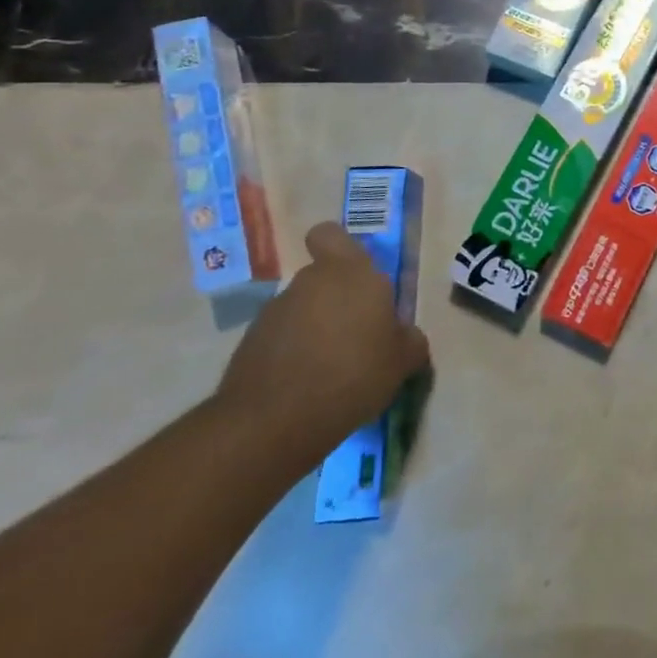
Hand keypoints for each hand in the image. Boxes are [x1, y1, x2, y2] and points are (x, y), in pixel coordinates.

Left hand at [215, 222, 430, 459]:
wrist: (273, 423)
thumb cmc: (353, 374)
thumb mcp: (402, 360)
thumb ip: (408, 339)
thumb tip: (404, 336)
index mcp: (350, 273)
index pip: (331, 234)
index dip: (339, 248)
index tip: (354, 275)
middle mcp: (309, 282)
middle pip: (323, 279)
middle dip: (337, 301)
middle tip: (357, 335)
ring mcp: (274, 312)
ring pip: (302, 309)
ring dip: (315, 329)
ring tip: (332, 368)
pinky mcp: (249, 345)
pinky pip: (281, 339)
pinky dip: (293, 354)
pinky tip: (306, 385)